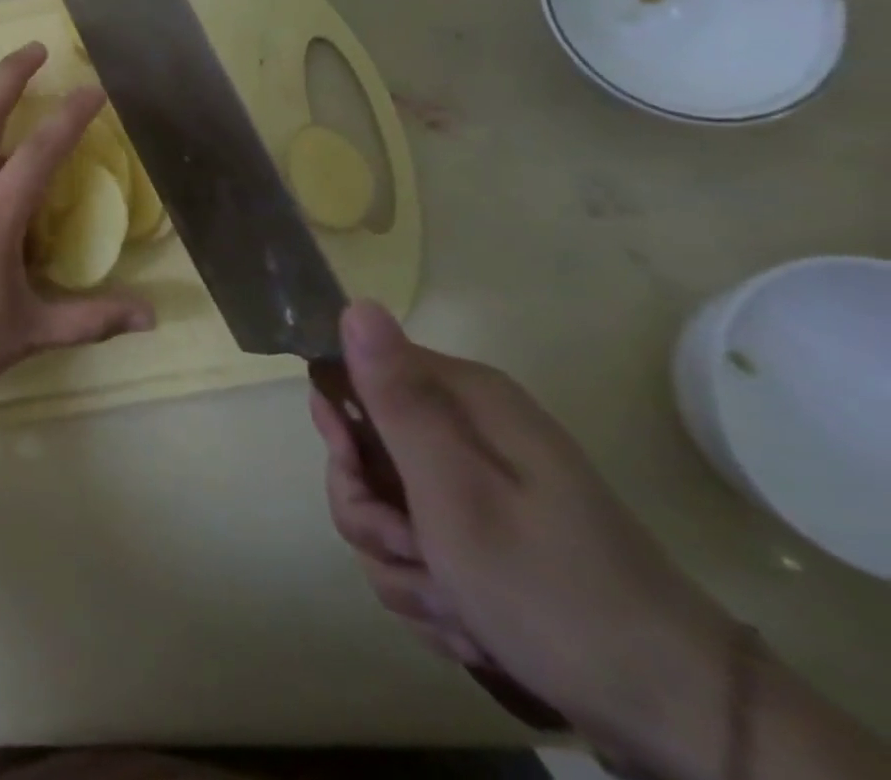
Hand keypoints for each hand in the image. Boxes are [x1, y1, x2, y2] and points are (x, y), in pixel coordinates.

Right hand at [312, 303, 739, 777]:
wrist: (676, 714)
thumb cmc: (551, 588)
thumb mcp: (456, 491)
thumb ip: (397, 399)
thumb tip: (356, 305)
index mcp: (463, 399)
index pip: (353, 375)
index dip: (342, 429)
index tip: (359, 475)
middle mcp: (466, 429)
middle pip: (361, 453)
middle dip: (372, 515)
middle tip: (414, 552)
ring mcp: (475, 485)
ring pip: (381, 509)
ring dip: (401, 564)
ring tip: (455, 606)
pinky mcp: (482, 534)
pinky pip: (411, 549)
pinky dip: (427, 590)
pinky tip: (467, 624)